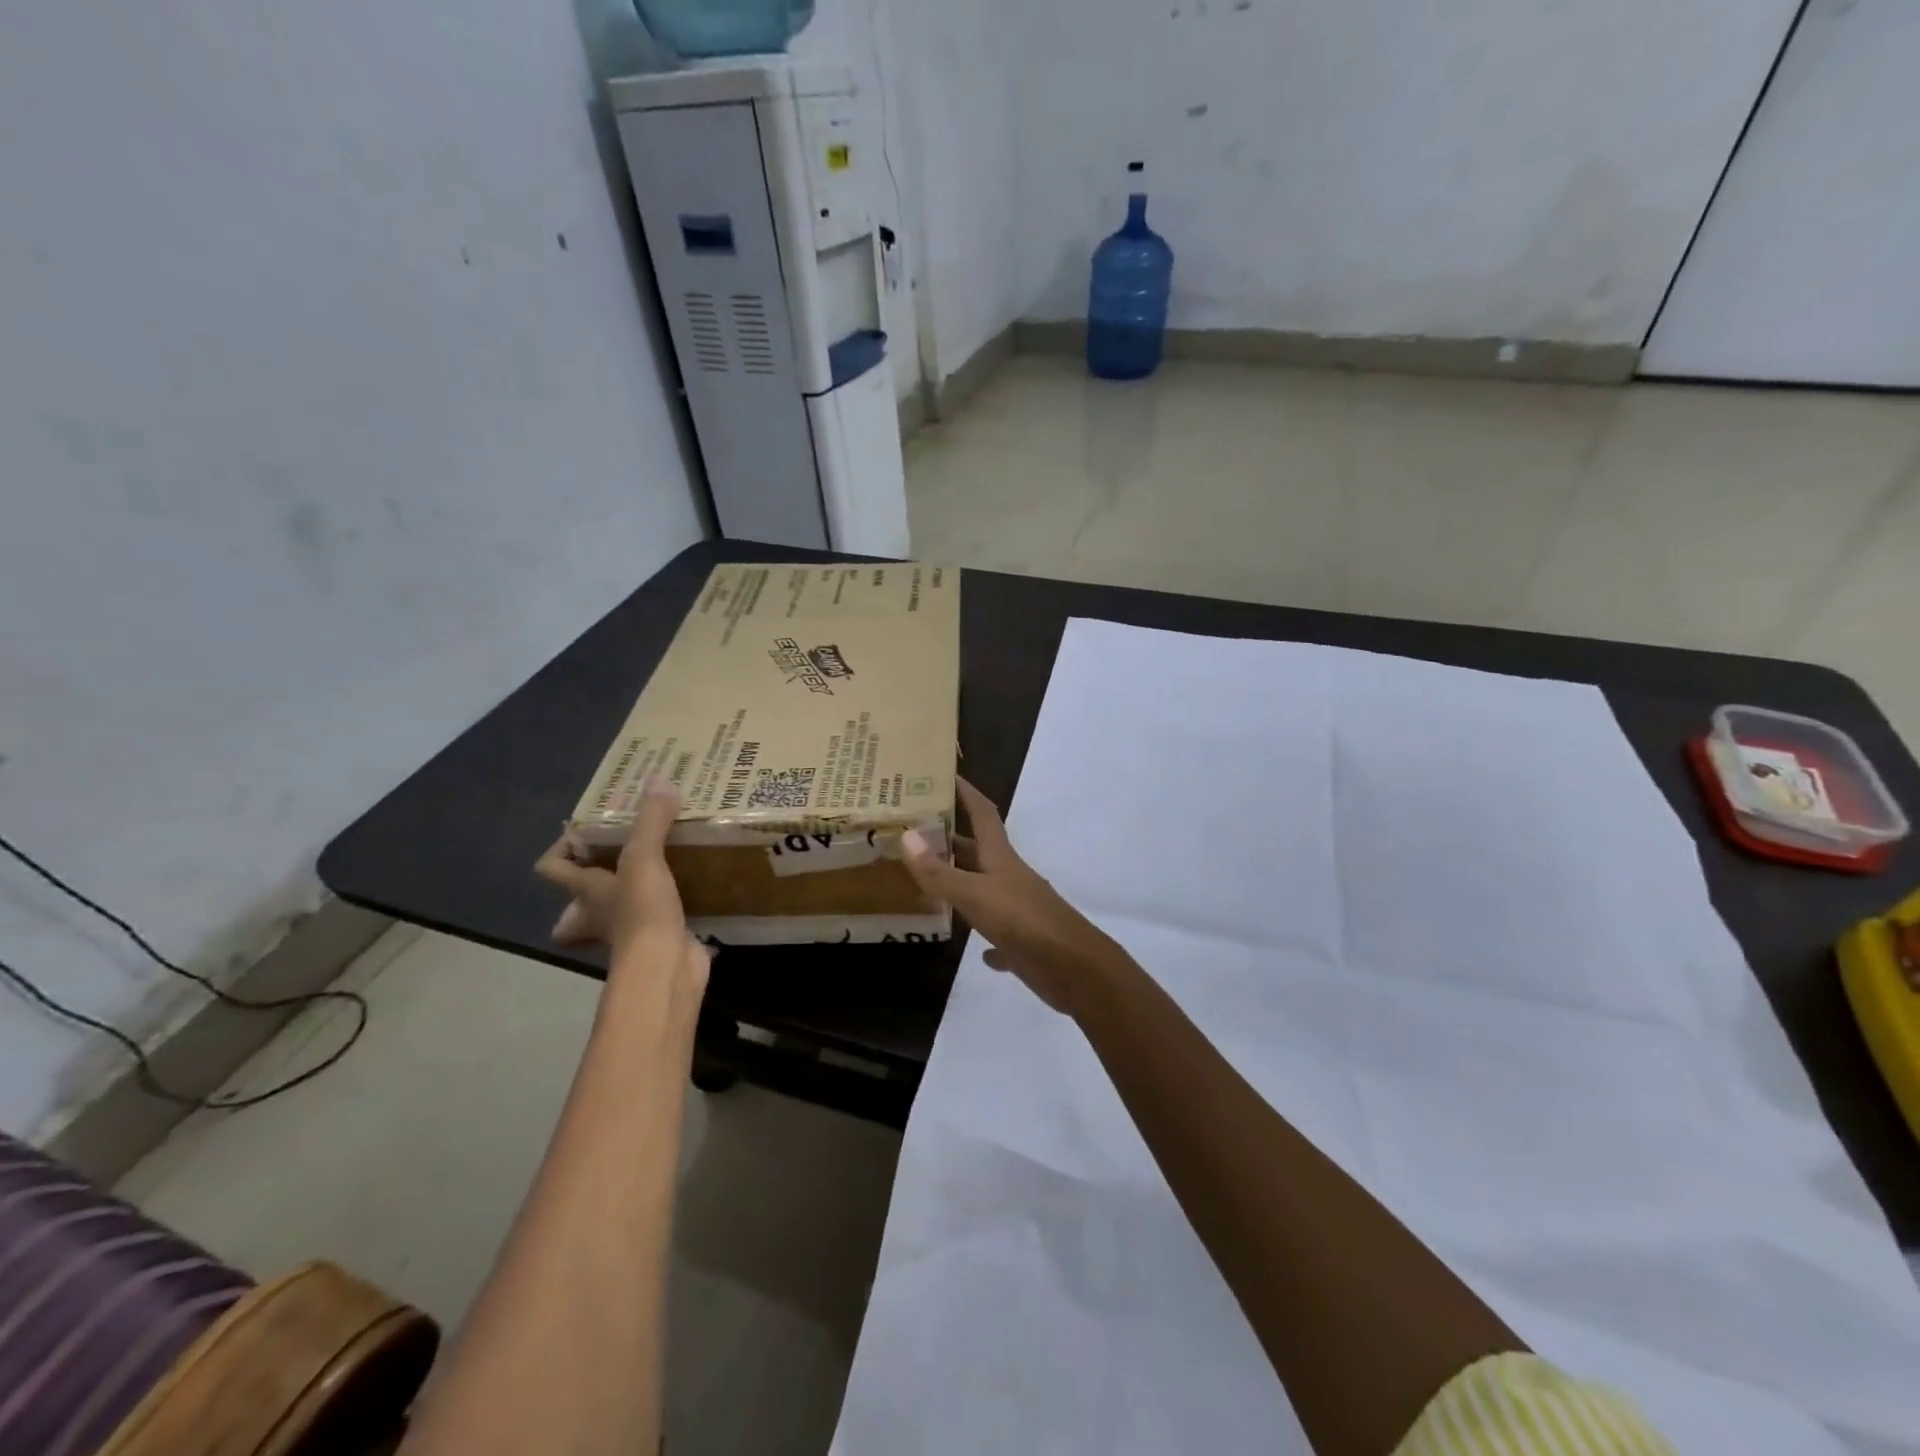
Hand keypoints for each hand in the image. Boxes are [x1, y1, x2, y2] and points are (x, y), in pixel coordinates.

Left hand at [535, 777, 709, 1000]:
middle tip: (619, 859)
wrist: (665, 969)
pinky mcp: (660, 940)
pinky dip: (671, 906)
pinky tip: (692, 886)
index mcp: (586, 890)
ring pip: (620, 910)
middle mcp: (600, 912)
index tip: (581, 832)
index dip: (558, 850)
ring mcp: (630, 931)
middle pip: (577, 903)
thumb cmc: (640, 913)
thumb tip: (659, 781)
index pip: (552, 868)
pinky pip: (660, 919)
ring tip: (662, 864)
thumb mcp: (644, 859)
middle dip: (590, 887)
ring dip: (633, 894)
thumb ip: (651, 821)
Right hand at [901, 779, 1119, 1014]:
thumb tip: (906, 836)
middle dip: (952, 837)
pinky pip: (996, 931)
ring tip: (926, 876)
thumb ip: (939, 872)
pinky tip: (965, 936)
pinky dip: (980, 929)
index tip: (945, 775)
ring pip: (984, 887)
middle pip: (979, 850)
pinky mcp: (1022, 941)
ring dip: (960, 880)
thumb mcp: (975, 895)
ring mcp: (1018, 909)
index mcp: (1001, 858)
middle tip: (916, 829)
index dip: (966, 792)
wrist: (1074, 968)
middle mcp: (1009, 877)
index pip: (983, 813)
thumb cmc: (1023, 922)